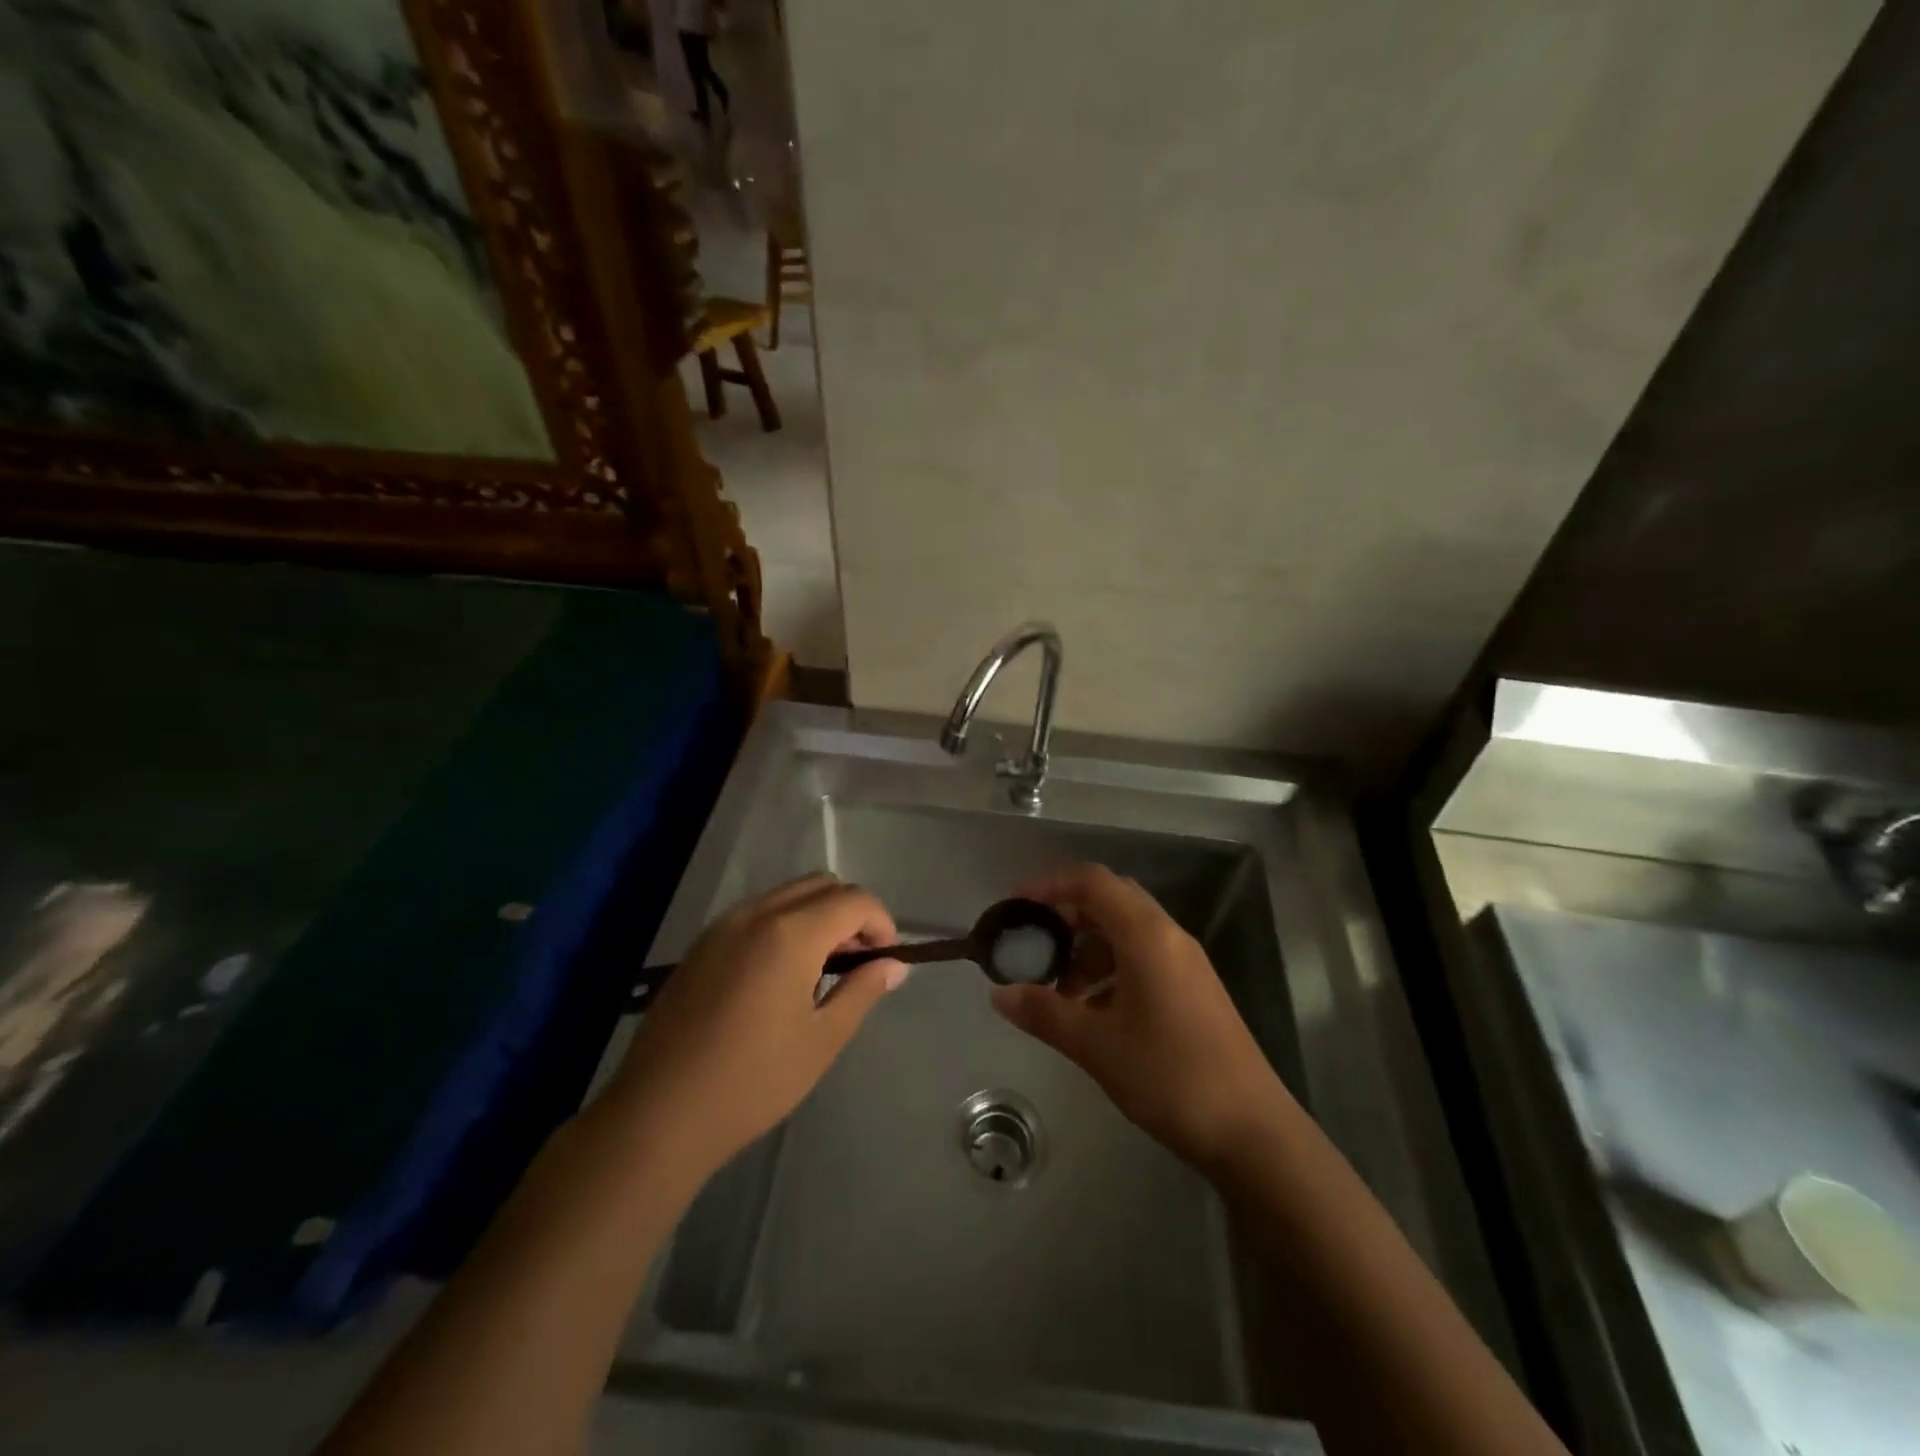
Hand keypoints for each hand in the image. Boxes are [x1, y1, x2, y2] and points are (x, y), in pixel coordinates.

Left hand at [609, 874, 904, 1175]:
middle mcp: (756, 914)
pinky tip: (781, 975)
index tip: (886, 959)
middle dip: (850, 912)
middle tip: (858, 960)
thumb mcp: (821, 1040)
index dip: (881, 922)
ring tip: (823, 968)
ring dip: (817, 915)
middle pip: (820, 885)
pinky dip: (784, 924)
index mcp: (790, 933)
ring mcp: (722, 926)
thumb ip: (861, 991)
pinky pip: (756, 913)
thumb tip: (893, 965)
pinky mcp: (701, 946)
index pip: (853, 900)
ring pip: (786, 895)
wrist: (657, 1115)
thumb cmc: (752, 1082)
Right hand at [991, 864, 1292, 1171]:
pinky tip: (1093, 1011)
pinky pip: (1143, 958)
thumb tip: (999, 995)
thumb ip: (1044, 1013)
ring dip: (1088, 948)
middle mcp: (1169, 936)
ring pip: (1127, 932)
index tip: (1015, 906)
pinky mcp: (1194, 989)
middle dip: (1067, 916)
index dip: (1049, 885)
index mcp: (1146, 934)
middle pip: (1110, 901)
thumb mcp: (1096, 1045)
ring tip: (1059, 990)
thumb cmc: (1168, 1076)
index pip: (1092, 882)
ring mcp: (1186, 963)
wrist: (1252, 1131)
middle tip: (1033, 943)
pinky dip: (1110, 970)